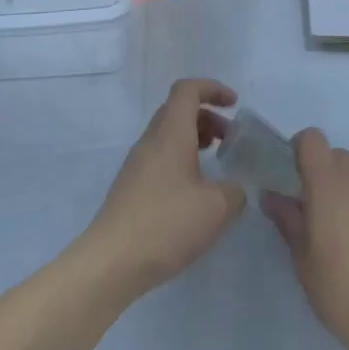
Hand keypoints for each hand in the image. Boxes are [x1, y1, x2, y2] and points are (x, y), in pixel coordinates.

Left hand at [78, 79, 246, 298]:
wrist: (112, 261)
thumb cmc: (166, 224)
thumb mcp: (217, 208)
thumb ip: (235, 192)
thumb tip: (236, 188)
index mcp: (170, 133)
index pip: (188, 90)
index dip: (213, 89)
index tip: (235, 104)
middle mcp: (151, 140)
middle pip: (178, 110)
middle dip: (208, 116)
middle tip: (230, 139)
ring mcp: (137, 163)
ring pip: (168, 134)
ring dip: (194, 138)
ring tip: (216, 161)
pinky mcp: (132, 186)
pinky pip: (160, 156)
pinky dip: (182, 158)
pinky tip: (195, 190)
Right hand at [262, 130, 348, 349]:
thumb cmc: (340, 290)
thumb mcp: (302, 258)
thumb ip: (287, 219)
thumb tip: (271, 195)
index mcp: (328, 182)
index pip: (312, 138)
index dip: (302, 150)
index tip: (296, 176)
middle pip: (341, 159)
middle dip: (329, 177)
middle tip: (324, 215)